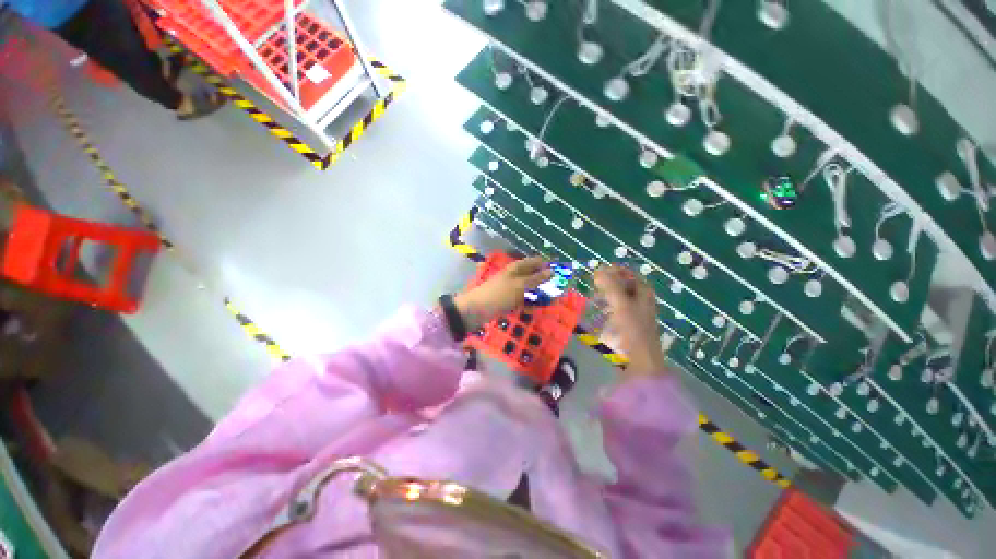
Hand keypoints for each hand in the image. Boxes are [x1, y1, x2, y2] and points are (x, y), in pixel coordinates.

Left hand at [454, 256, 552, 330]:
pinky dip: (527, 304)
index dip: (548, 265)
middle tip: (558, 291)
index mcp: (517, 268)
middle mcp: (514, 275)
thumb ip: (536, 279)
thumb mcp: (519, 286)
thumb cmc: (499, 294)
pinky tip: (532, 309)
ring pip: (529, 289)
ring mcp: (510, 288)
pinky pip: (521, 300)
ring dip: (537, 295)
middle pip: (533, 276)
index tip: (562, 273)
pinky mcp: (507, 300)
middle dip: (545, 283)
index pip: (536, 261)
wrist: (476, 310)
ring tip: (549, 302)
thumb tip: (552, 270)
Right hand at [594, 266, 666, 378]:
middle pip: (622, 285)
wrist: (640, 359)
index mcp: (643, 292)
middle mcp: (641, 300)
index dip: (613, 271)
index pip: (627, 273)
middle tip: (593, 286)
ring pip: (618, 298)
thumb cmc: (632, 329)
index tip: (596, 274)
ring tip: (593, 299)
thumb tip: (598, 270)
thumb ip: (610, 286)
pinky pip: (615, 311)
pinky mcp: (628, 324)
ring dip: (605, 296)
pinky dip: (606, 309)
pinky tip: (598, 314)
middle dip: (607, 284)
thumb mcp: (621, 304)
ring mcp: (634, 312)